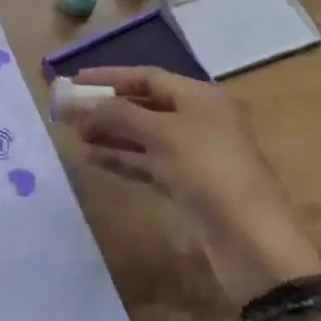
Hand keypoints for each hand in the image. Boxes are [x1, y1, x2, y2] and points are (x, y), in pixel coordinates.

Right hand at [63, 67, 320, 305]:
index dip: (109, 77)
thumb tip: (69, 99)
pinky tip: (92, 159)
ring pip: (143, 136)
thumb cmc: (208, 172)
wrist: (253, 243)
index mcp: (200, 97)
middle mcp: (198, 119)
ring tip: (74, 136)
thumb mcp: (160, 135)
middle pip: (143, 105)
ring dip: (109, 134)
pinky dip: (121, 159)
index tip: (74, 81)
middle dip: (105, 108)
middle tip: (67, 112)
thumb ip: (113, 114)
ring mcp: (194, 154)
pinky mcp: (188, 186)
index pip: (147, 76)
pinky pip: (147, 163)